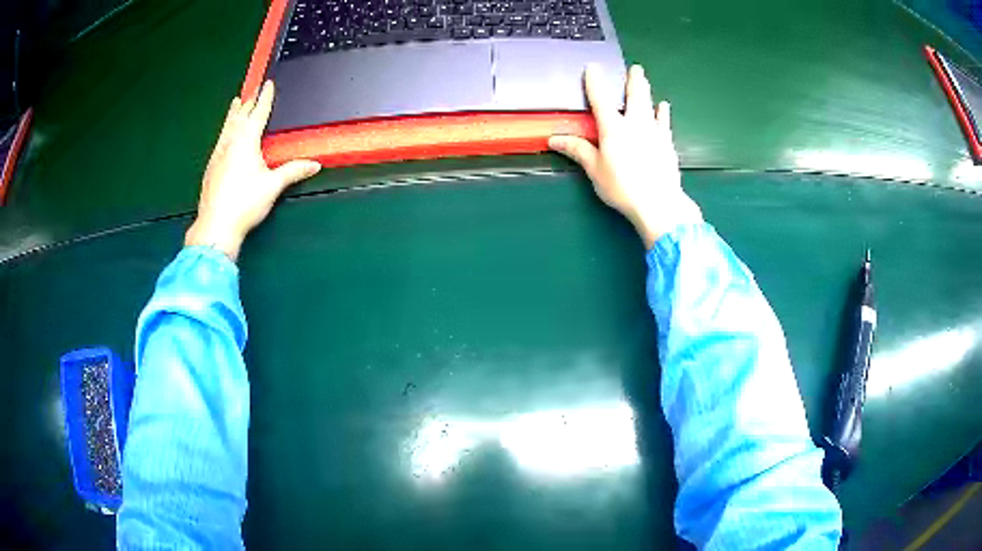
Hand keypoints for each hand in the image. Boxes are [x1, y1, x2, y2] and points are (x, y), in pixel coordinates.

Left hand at [185, 81, 320, 260]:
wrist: (215, 226)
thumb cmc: (245, 203)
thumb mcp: (273, 186)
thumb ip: (293, 171)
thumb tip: (315, 165)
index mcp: (245, 141)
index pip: (258, 113)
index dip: (264, 98)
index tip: (268, 83)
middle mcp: (229, 143)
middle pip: (239, 116)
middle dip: (247, 102)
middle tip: (251, 90)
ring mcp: (217, 156)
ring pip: (226, 127)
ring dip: (233, 114)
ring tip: (235, 103)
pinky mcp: (210, 169)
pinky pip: (219, 141)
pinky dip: (225, 132)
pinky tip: (225, 138)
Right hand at [549, 65, 701, 248]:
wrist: (659, 202)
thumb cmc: (622, 187)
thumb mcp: (595, 170)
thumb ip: (578, 150)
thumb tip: (555, 139)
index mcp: (613, 128)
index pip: (601, 99)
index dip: (595, 82)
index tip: (592, 67)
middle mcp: (635, 124)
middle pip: (634, 96)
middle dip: (633, 80)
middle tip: (635, 68)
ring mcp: (654, 132)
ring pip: (650, 105)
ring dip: (647, 91)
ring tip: (646, 80)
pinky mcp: (667, 144)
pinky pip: (665, 123)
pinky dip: (663, 114)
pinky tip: (664, 107)